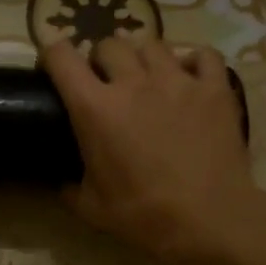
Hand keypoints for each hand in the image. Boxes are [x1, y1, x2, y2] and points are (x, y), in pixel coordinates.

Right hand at [43, 36, 260, 264]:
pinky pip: (202, 55)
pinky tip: (190, 77)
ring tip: (147, 78)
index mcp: (95, 108)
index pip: (61, 57)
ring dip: (142, 58)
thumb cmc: (144, 215)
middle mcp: (133, 83)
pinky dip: (192, 62)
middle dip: (101, 59)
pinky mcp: (214, 88)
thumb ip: (71, 188)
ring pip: (152, 44)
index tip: (53, 68)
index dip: (51, 55)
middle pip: (108, 44)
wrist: (209, 220)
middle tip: (105, 82)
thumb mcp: (92, 208)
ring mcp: (178, 80)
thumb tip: (64, 182)